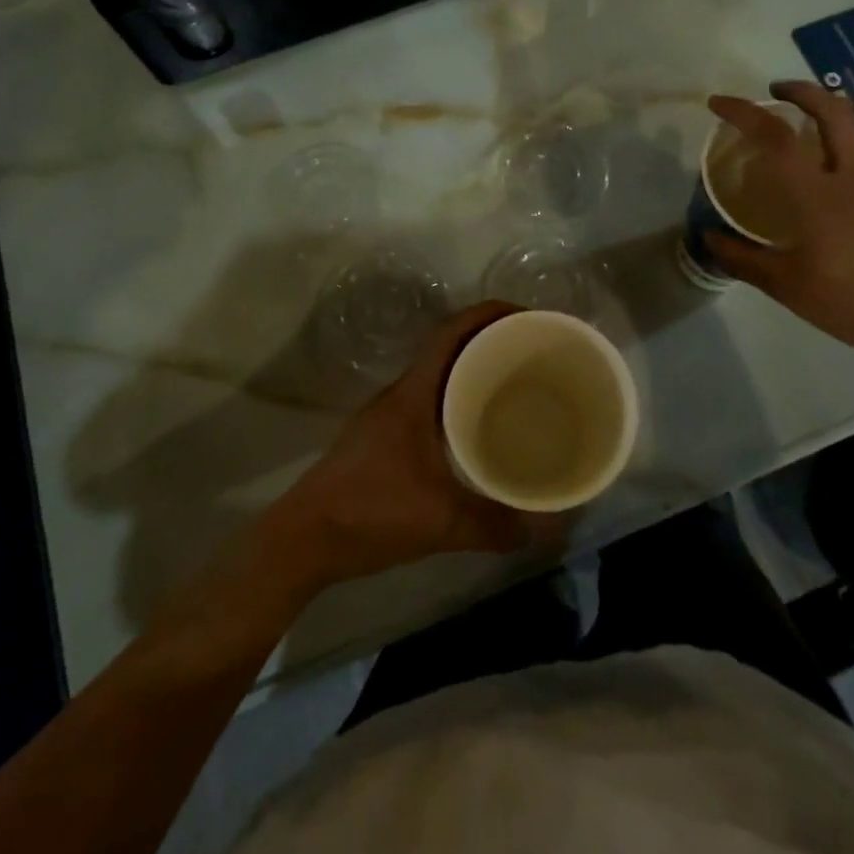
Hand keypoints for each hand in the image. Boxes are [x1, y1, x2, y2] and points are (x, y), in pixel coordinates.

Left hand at [270, 302, 563, 588]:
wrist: (304, 539)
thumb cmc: (370, 511)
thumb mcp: (441, 520)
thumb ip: (495, 524)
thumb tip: (548, 528)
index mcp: (413, 393)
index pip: (452, 332)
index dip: (488, 314)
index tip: (526, 315)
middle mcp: (402, 394)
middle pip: (449, 348)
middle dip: (490, 341)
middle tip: (532, 352)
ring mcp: (390, 415)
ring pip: (440, 377)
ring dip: (473, 371)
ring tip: (515, 384)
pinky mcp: (385, 438)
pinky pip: (431, 402)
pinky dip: (459, 401)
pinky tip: (478, 429)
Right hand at [706, 82, 853, 381]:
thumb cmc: (849, 303)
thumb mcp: (785, 286)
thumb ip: (742, 258)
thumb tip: (708, 238)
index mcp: (817, 194)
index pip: (775, 137)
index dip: (744, 112)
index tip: (720, 102)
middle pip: (831, 108)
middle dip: (800, 90)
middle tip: (778, 93)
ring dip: (846, 104)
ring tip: (828, 109)